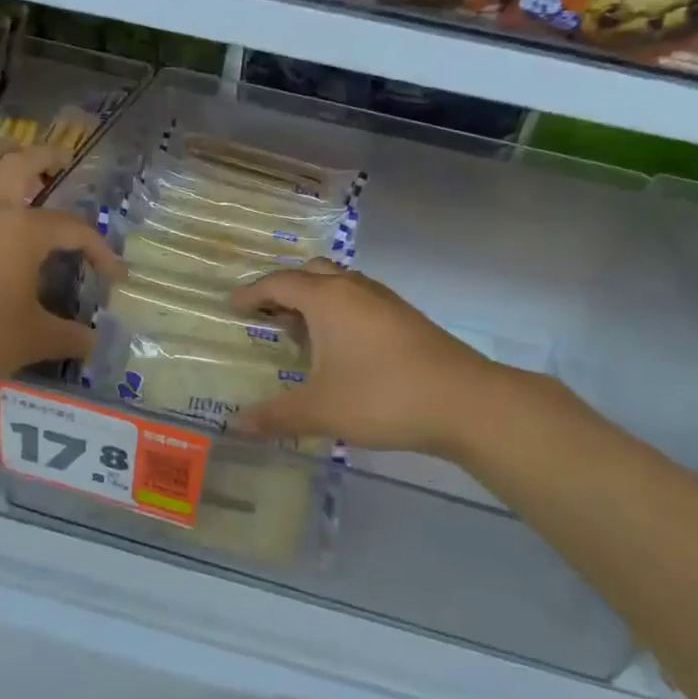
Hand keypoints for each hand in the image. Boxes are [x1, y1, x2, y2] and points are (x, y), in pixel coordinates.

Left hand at [0, 142, 122, 395]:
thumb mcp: (33, 342)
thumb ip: (69, 338)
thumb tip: (93, 342)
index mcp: (23, 232)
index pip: (73, 229)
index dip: (99, 249)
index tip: (114, 275)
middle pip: (18, 166)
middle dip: (45, 156)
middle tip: (60, 158)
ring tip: (8, 149)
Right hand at [230, 260, 514, 456]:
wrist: (464, 402)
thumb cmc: (382, 397)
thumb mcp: (320, 410)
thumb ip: (275, 415)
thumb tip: (235, 425)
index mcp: (327, 299)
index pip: (279, 283)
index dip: (252, 293)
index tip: (233, 306)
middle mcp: (355, 289)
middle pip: (311, 273)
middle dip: (285, 289)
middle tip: (266, 314)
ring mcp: (385, 301)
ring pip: (340, 285)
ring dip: (315, 299)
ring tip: (300, 331)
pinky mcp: (406, 318)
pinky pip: (361, 302)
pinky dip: (340, 312)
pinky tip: (341, 347)